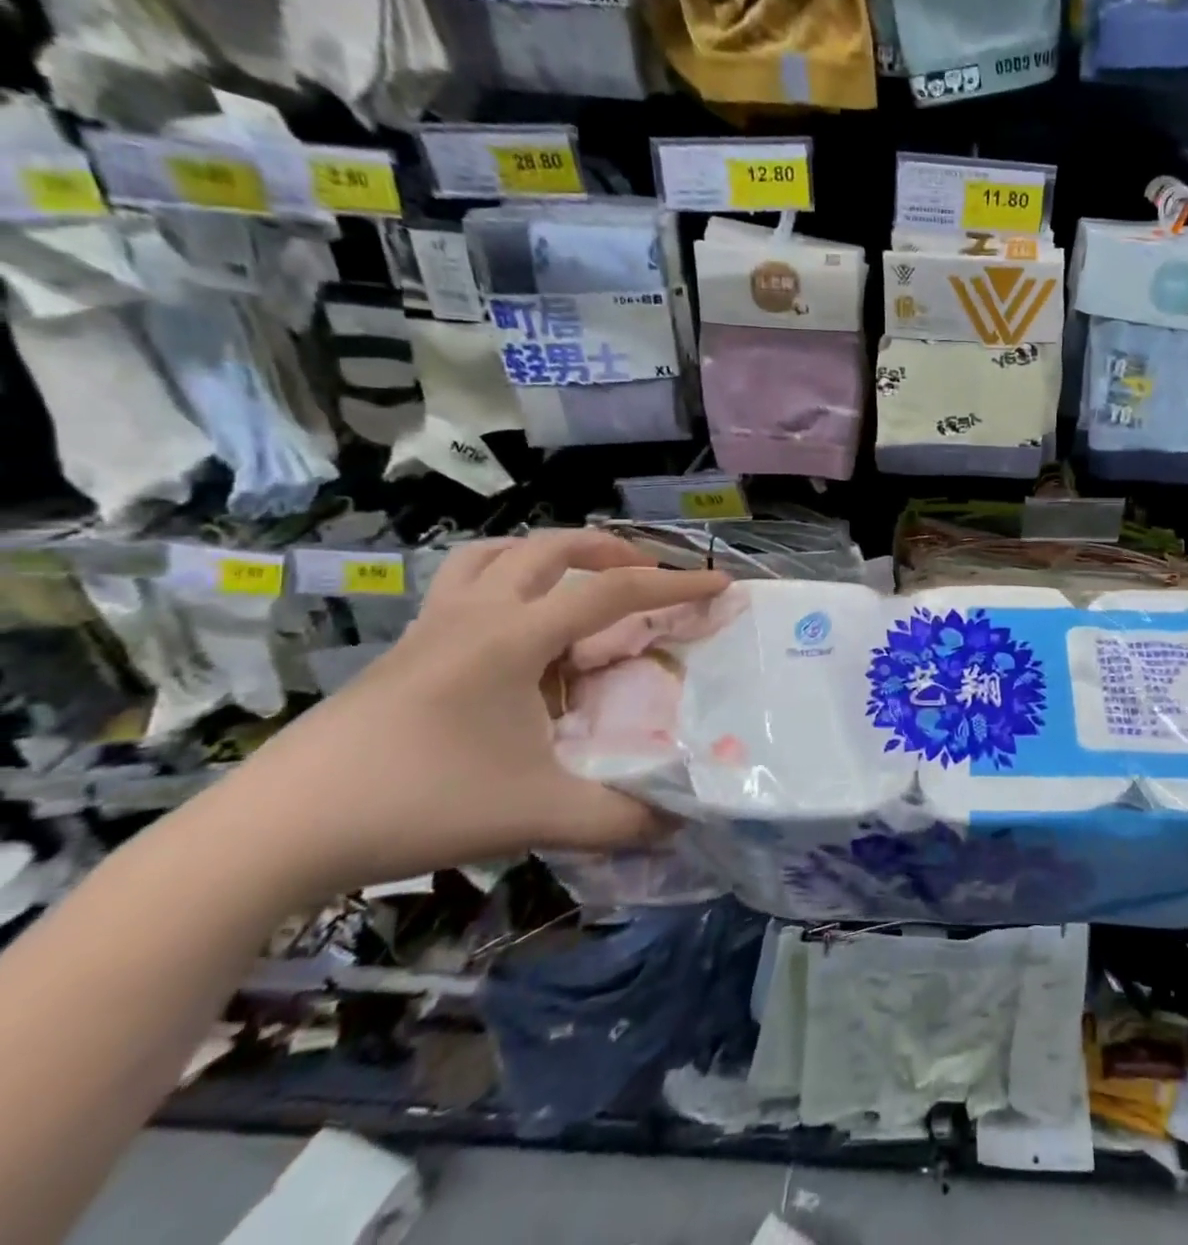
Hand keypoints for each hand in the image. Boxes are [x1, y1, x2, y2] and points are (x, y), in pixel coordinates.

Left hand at [202, 531, 730, 904]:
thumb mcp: (535, 814)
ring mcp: (430, 628)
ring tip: (577, 582)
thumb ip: (618, 818)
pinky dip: (502, 583)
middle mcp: (475, 615)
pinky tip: (510, 632)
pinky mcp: (401, 652)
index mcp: (514, 636)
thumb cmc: (417, 803)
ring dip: (547, 555)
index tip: (720, 586)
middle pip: (551, 548)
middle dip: (611, 550)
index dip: (675, 586)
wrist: (275, 831)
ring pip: (494, 555)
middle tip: (647, 573)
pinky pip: (462, 587)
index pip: (613, 592)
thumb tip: (681, 822)